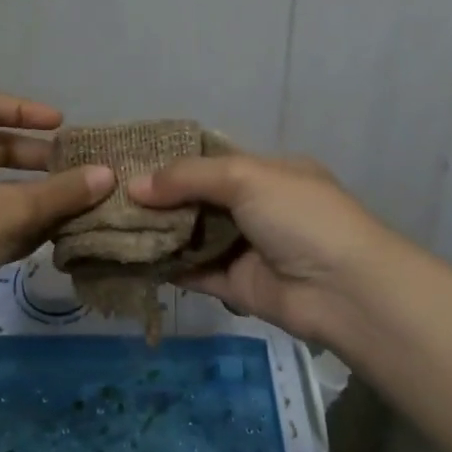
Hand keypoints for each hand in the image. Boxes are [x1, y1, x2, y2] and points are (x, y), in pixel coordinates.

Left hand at [0, 91, 113, 328]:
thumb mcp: (9, 211)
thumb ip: (60, 193)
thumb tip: (107, 175)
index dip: (23, 109)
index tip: (59, 126)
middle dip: (37, 158)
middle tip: (75, 173)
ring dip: (35, 196)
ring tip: (75, 208)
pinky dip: (21, 225)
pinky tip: (52, 239)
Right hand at [129, 151, 399, 344]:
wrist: (344, 290)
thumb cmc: (301, 217)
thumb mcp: (247, 178)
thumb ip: (189, 177)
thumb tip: (135, 186)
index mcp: (267, 173)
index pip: (211, 161)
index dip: (172, 162)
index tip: (128, 162)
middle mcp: (254, 208)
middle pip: (196, 200)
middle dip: (157, 199)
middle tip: (108, 197)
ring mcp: (245, 248)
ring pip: (191, 236)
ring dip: (156, 233)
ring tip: (108, 226)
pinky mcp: (234, 285)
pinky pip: (192, 272)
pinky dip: (164, 267)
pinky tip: (128, 259)